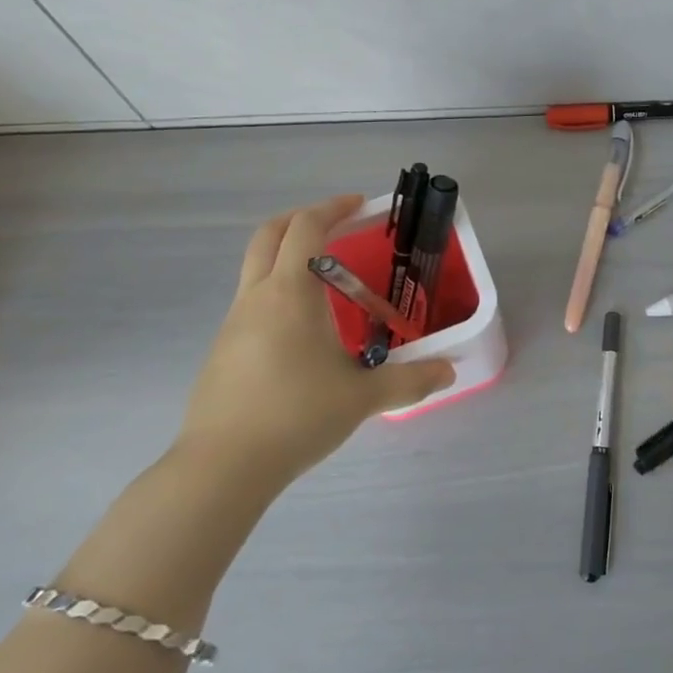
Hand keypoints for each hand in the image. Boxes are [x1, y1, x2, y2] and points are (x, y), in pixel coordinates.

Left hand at [178, 194, 454, 489]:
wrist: (222, 467)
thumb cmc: (296, 416)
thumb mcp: (363, 398)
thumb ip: (411, 380)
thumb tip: (449, 372)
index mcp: (290, 294)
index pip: (306, 228)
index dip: (333, 208)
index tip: (360, 204)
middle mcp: (257, 297)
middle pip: (269, 234)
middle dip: (302, 219)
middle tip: (335, 225)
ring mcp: (233, 323)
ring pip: (256, 267)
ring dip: (288, 257)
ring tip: (328, 284)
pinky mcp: (223, 350)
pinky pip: (252, 302)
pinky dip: (278, 293)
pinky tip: (304, 333)